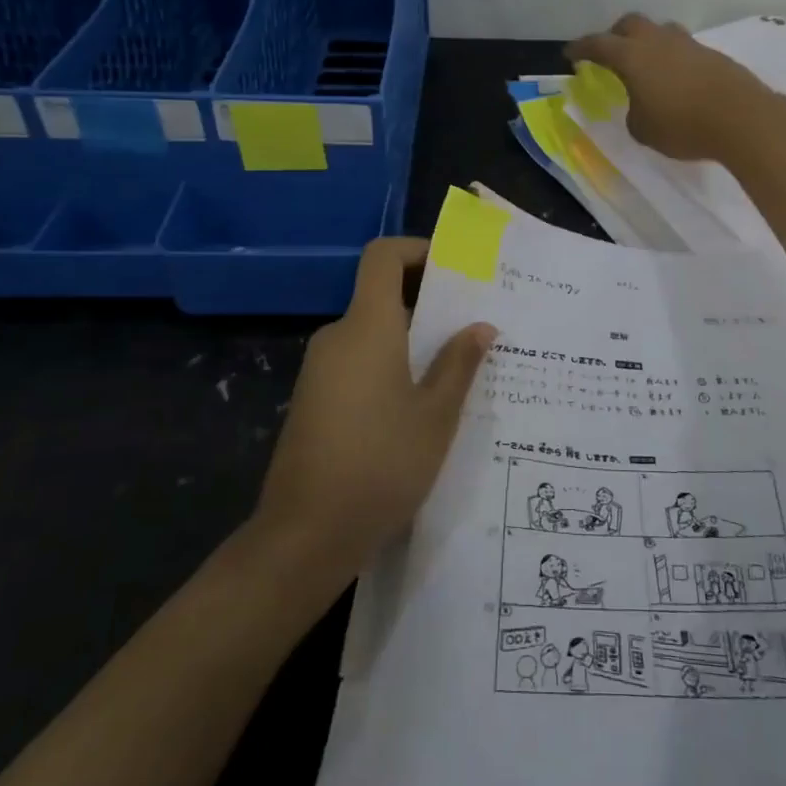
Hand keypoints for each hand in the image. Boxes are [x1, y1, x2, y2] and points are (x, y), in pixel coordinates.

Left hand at [253, 238, 495, 570]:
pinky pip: (357, 361)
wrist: (305, 535)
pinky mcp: (313, 399)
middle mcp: (337, 337)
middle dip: (428, 303)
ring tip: (456, 370)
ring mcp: (320, 369)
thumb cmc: (380, 465)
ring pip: (372, 333)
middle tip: (472, 327)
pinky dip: (389, 365)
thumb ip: (459, 364)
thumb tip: (481, 326)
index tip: (454, 270)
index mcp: (367, 327)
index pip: (382, 257)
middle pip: (381, 295)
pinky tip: (418, 405)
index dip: (416, 250)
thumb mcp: (436, 416)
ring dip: (411, 340)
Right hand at [565, 13, 774, 161]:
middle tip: (610, 53)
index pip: (598, 44)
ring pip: (660, 31)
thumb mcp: (643, 130)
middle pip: (630, 24)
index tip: (569, 54)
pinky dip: (672, 58)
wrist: (742, 118)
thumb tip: (641, 104)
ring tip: (647, 65)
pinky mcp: (713, 55)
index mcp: (632, 56)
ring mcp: (688, 44)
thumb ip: (634, 112)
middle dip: (615, 35)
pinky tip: (676, 80)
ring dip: (648, 43)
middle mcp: (658, 41)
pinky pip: (683, 49)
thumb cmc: (682, 125)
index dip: (581, 48)